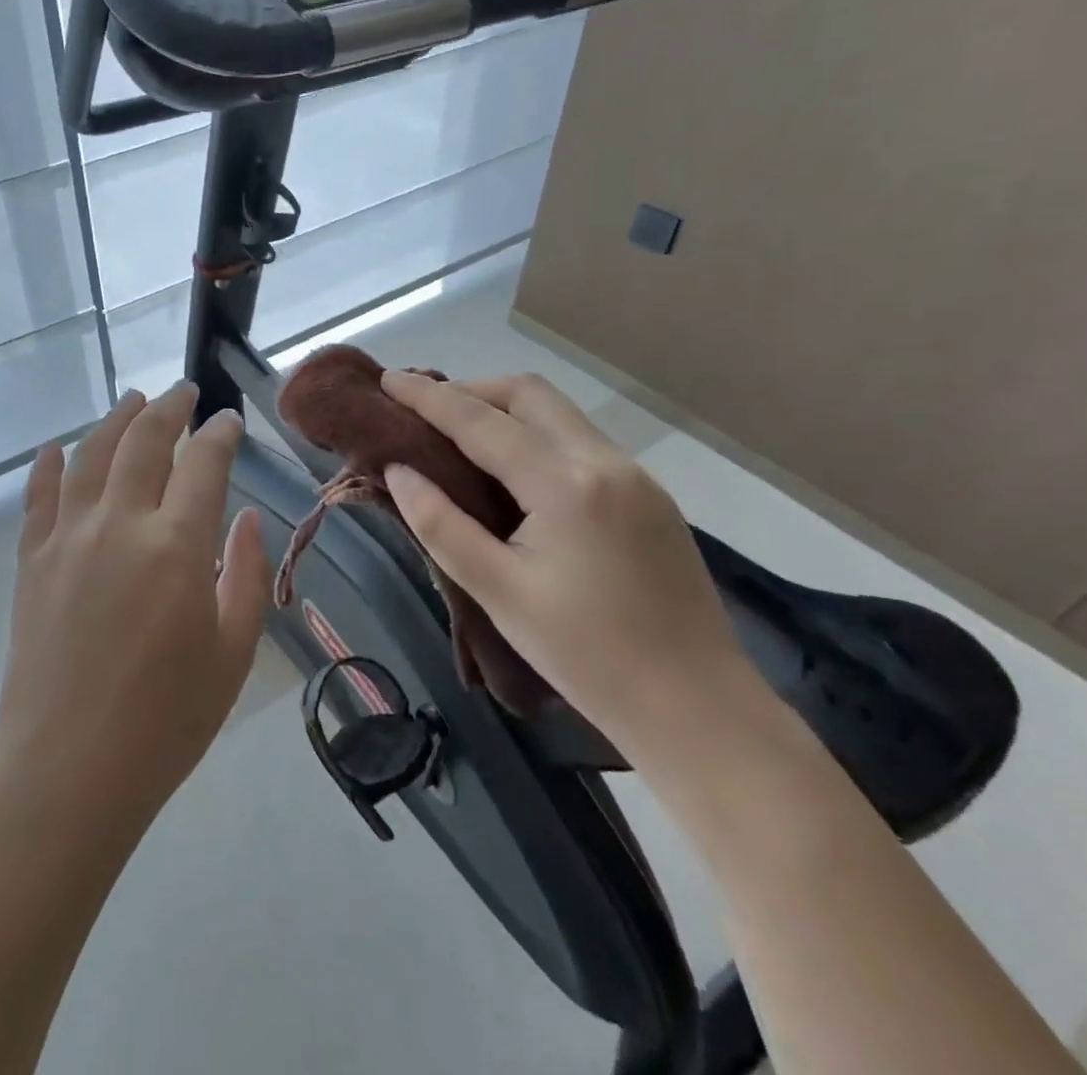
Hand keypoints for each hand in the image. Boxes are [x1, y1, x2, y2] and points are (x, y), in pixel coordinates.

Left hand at [0, 384, 272, 834]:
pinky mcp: (32, 561)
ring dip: (115, 419)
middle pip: (144, 440)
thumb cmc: (165, 721)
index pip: (203, 462)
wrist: (66, 772)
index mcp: (176, 545)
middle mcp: (120, 523)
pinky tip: (56, 448)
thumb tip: (245, 516)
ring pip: (92, 454)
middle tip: (184, 392)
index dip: (219, 433)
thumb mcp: (232, 653)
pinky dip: (49, 465)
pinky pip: (39, 497)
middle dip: (169, 408)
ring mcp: (68, 538)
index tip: (228, 421)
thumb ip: (243, 574)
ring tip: (132, 400)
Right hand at [380, 371, 773, 776]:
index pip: (480, 421)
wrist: (698, 708)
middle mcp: (604, 461)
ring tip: (460, 436)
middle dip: (471, 390)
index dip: (428, 397)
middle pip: (527, 393)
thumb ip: (440, 524)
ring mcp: (635, 475)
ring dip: (505, 409)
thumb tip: (398, 471)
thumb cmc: (587, 656)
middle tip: (425, 411)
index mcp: (564, 484)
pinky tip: (514, 471)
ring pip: (558, 412)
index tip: (388, 380)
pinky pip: (579, 440)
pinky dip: (535, 434)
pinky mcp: (649, 495)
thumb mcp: (498, 592)